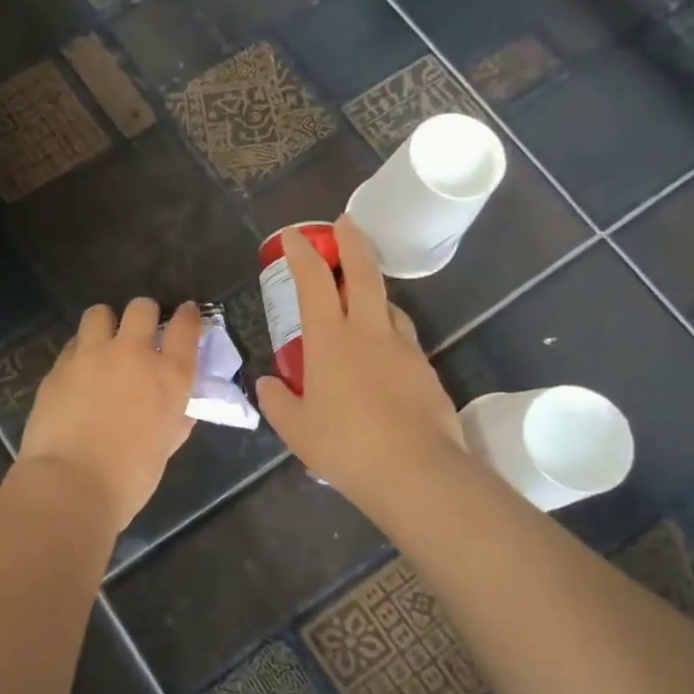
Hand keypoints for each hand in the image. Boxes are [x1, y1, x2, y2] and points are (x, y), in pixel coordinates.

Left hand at [18, 299, 200, 531]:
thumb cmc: (129, 478)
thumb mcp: (164, 447)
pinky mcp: (59, 366)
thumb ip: (174, 420)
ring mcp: (92, 355)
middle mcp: (133, 354)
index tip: (185, 314)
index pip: (186, 327)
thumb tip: (179, 411)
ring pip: (99, 313)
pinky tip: (77, 372)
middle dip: (144, 314)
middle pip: (142, 308)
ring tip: (102, 343)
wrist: (71, 484)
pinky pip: (73, 344)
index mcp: (170, 376)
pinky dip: (79, 351)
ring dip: (105, 324)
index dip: (187, 316)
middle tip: (140, 332)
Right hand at [255, 215, 467, 513]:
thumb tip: (268, 383)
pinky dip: (389, 333)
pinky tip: (383, 356)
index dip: (302, 254)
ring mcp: (403, 349)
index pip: (313, 283)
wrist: (415, 471)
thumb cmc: (344, 445)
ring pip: (389, 305)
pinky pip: (403, 340)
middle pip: (362, 274)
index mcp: (330, 340)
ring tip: (362, 297)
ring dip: (374, 291)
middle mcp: (369, 333)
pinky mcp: (426, 371)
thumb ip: (278, 401)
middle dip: (351, 242)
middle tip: (345, 222)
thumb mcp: (296, 428)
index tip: (294, 235)